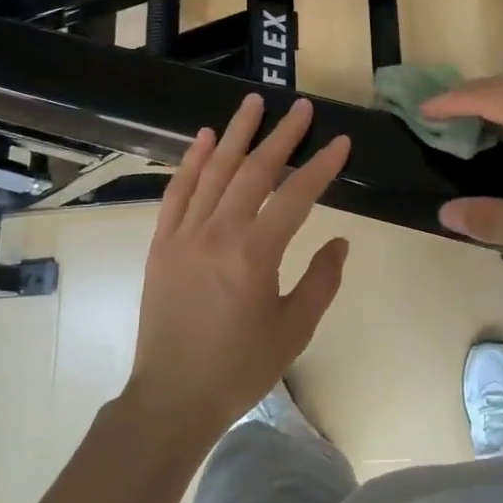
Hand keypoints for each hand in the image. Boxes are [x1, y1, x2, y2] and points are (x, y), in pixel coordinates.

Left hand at [129, 94, 351, 437]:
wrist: (171, 399)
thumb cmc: (239, 368)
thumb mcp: (294, 330)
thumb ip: (321, 281)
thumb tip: (340, 242)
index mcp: (254, 254)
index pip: (296, 196)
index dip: (321, 166)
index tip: (340, 142)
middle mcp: (218, 233)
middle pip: (254, 171)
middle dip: (282, 136)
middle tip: (301, 108)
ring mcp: (184, 234)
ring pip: (214, 171)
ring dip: (236, 134)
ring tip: (254, 103)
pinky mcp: (162, 243)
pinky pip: (177, 192)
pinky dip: (191, 162)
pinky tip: (204, 138)